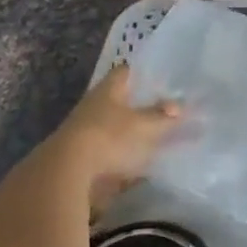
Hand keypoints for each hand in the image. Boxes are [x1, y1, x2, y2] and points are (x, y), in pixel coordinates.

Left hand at [45, 65, 181, 211]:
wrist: (66, 174)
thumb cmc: (108, 137)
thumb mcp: (143, 126)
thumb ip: (163, 116)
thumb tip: (180, 106)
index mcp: (108, 90)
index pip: (126, 72)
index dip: (143, 73)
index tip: (161, 78)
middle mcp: (95, 106)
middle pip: (121, 100)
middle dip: (141, 105)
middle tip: (165, 109)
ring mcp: (86, 132)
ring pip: (116, 127)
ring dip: (133, 132)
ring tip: (158, 138)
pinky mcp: (83, 157)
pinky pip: (110, 151)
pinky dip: (126, 156)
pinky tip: (141, 164)